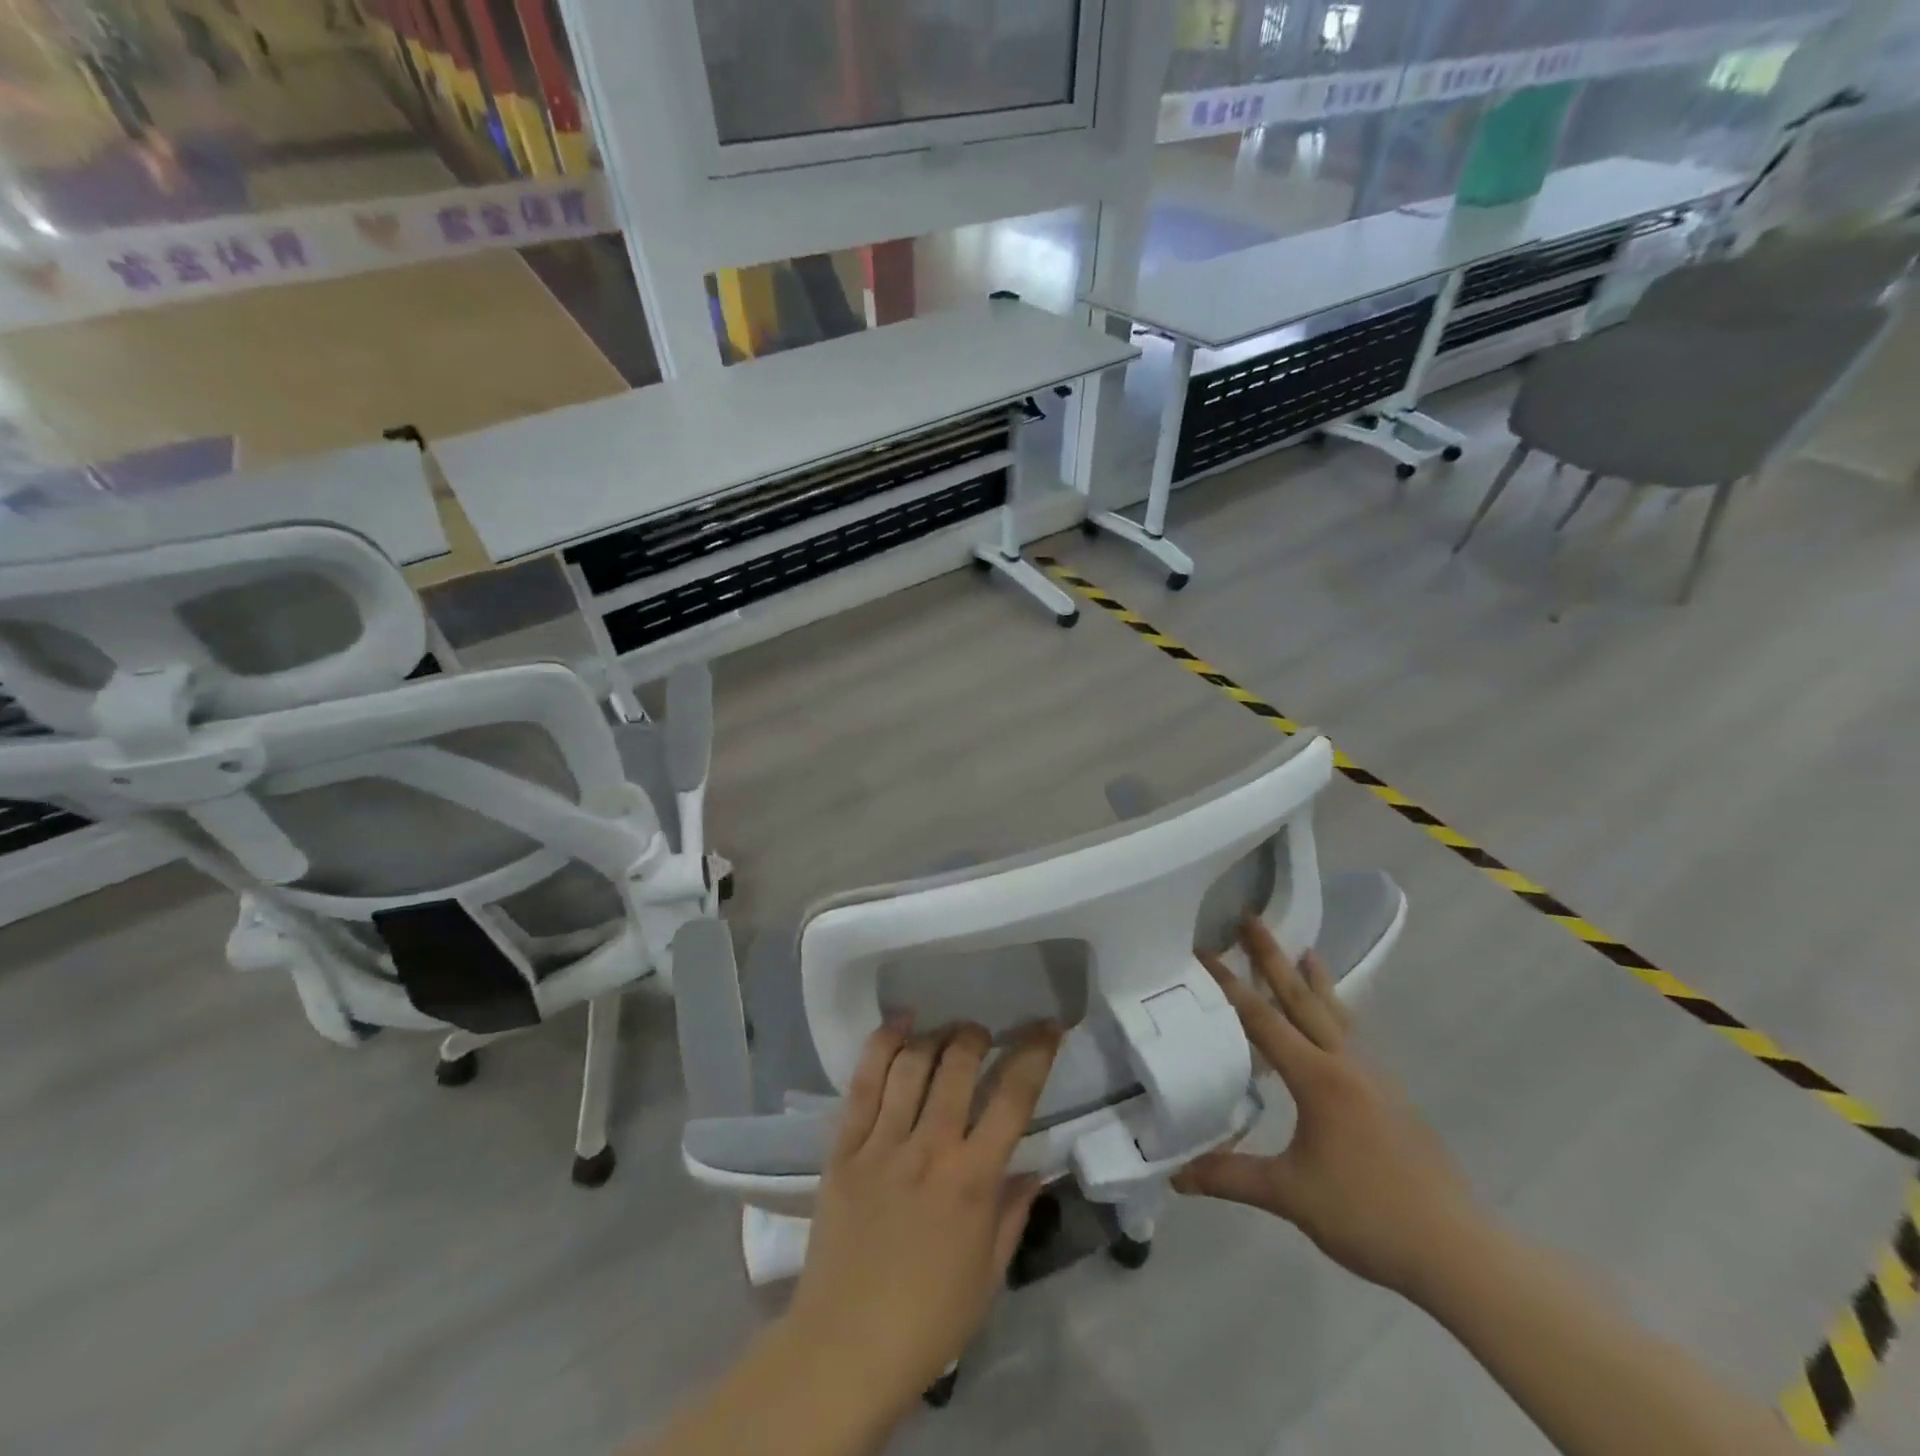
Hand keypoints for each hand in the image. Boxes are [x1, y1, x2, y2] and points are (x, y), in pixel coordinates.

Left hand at [783, 1020, 1061, 1413]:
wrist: (845, 1348)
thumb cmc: (928, 1320)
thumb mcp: (988, 1275)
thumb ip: (1013, 1214)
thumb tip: (1034, 1170)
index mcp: (973, 1180)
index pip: (1014, 1098)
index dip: (1035, 1054)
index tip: (1046, 1027)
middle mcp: (931, 1148)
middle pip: (959, 1065)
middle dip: (976, 1036)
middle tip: (982, 1035)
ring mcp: (883, 1143)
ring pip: (912, 1064)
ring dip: (935, 1036)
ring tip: (945, 1032)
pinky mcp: (844, 1147)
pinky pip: (863, 1083)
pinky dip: (882, 1045)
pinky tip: (898, 1025)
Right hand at [1173, 919, 1478, 1297]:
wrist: (1456, 1250)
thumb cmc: (1368, 1215)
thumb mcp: (1290, 1195)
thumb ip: (1230, 1176)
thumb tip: (1176, 1176)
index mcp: (1318, 1078)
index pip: (1261, 1019)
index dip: (1227, 985)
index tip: (1202, 951)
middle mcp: (1346, 1064)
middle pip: (1303, 998)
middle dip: (1273, 957)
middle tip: (1252, 918)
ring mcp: (1374, 1077)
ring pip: (1337, 1014)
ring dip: (1315, 980)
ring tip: (1306, 950)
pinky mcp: (1391, 1096)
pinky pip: (1354, 1038)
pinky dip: (1337, 1013)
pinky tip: (1335, 1023)